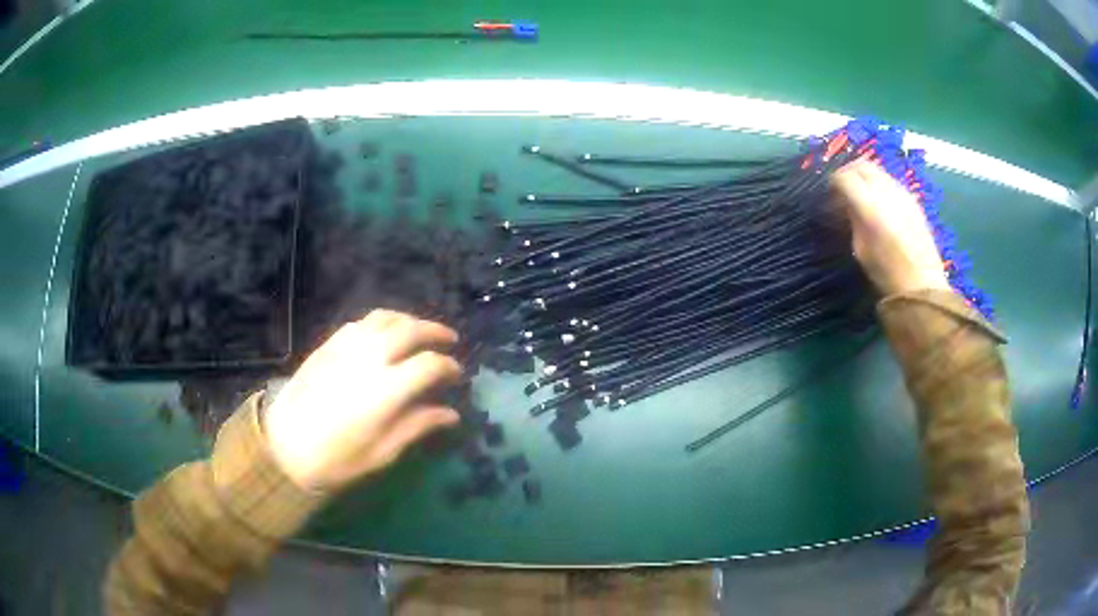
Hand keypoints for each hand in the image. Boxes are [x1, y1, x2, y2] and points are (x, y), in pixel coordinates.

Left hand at [264, 310, 461, 491]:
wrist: (284, 448)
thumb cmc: (337, 459)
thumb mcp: (383, 452)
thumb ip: (418, 426)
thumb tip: (451, 413)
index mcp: (386, 390)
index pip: (429, 364)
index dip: (449, 367)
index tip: (456, 375)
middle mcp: (369, 359)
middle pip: (410, 329)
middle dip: (435, 331)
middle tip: (449, 339)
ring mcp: (346, 347)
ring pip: (385, 318)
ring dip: (408, 320)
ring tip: (419, 331)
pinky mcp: (328, 345)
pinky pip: (360, 323)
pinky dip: (380, 322)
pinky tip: (384, 335)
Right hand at [833, 161, 950, 296]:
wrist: (921, 285)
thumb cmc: (887, 274)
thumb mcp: (860, 249)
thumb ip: (853, 220)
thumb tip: (846, 204)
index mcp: (869, 205)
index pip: (844, 177)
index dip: (834, 183)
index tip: (830, 195)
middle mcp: (886, 191)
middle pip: (862, 165)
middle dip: (849, 173)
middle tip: (843, 190)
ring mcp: (902, 193)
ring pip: (878, 170)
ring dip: (865, 177)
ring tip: (861, 196)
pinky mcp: (913, 200)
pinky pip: (890, 182)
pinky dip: (879, 185)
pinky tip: (879, 204)